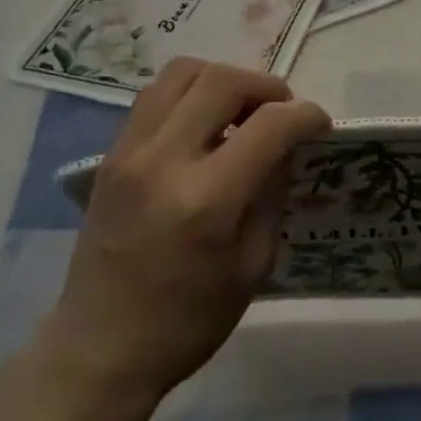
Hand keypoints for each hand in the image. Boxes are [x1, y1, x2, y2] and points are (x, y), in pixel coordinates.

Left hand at [38, 57, 329, 412]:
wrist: (99, 349)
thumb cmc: (188, 321)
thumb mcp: (253, 265)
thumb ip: (272, 193)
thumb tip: (285, 146)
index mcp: (206, 200)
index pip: (269, 125)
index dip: (306, 116)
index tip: (321, 125)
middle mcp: (163, 161)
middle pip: (222, 80)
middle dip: (266, 87)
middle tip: (283, 113)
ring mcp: (129, 152)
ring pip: (182, 72)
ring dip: (223, 81)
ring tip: (241, 112)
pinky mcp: (110, 155)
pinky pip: (155, 96)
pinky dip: (190, 95)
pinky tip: (204, 127)